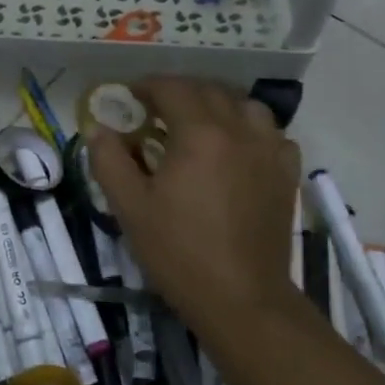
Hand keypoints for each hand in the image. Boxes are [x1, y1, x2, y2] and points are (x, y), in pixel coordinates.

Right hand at [90, 77, 300, 336]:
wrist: (241, 298)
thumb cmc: (179, 252)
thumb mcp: (130, 207)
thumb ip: (109, 161)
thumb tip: (98, 129)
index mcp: (199, 133)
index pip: (172, 89)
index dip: (148, 86)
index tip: (130, 96)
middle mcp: (239, 130)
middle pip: (209, 91)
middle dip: (180, 92)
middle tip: (156, 110)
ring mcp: (270, 151)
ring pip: (246, 106)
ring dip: (218, 105)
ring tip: (199, 124)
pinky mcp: (286, 174)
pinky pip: (272, 134)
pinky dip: (250, 129)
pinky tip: (237, 149)